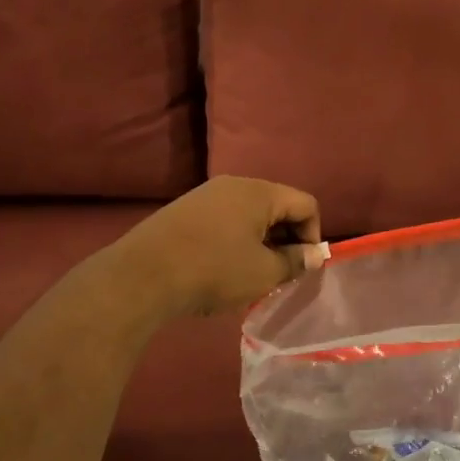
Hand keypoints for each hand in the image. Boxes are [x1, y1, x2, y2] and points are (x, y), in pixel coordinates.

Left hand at [115, 176, 326, 317]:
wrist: (143, 275)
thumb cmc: (213, 271)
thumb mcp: (263, 272)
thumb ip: (295, 261)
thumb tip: (316, 253)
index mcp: (259, 192)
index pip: (305, 204)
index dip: (313, 235)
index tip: (302, 266)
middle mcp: (234, 185)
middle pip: (277, 206)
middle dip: (286, 239)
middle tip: (280, 273)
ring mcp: (205, 195)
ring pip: (249, 214)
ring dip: (259, 241)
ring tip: (251, 274)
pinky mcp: (184, 210)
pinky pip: (224, 220)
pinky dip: (234, 240)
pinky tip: (222, 268)